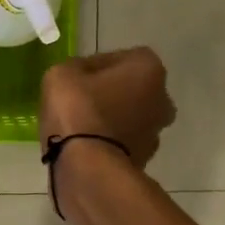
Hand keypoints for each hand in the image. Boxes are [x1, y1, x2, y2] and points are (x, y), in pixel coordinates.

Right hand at [40, 48, 175, 167]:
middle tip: (81, 99)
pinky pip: (123, 142)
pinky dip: (109, 141)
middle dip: (112, 92)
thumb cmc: (78, 110)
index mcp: (148, 69)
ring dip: (112, 118)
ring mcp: (155, 133)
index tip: (78, 76)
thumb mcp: (61, 74)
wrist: (87, 167)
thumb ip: (76, 68)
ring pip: (131, 117)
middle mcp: (162, 99)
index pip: (125, 57)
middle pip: (134, 88)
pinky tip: (84, 145)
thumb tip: (82, 76)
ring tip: (80, 126)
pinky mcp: (144, 160)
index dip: (100, 64)